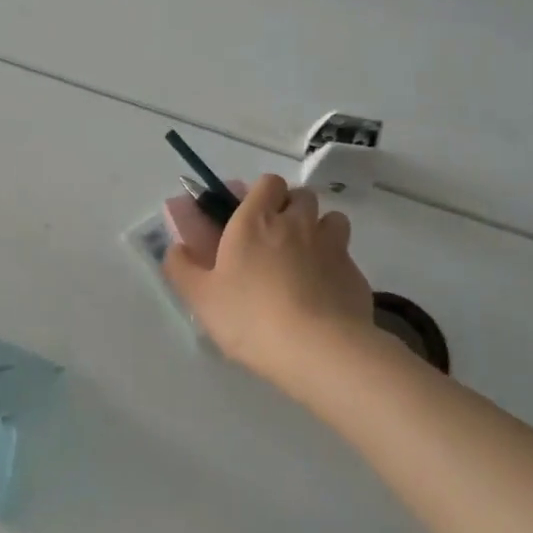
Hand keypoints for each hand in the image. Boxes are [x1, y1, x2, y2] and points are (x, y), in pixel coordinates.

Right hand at [163, 174, 376, 394]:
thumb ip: (182, 268)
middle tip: (276, 237)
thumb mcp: (201, 297)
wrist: (318, 350)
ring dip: (320, 230)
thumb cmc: (250, 317)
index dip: (262, 193)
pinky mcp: (356, 273)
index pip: (268, 182)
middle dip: (291, 208)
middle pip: (302, 195)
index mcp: (255, 221)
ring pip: (332, 220)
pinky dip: (336, 265)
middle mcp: (296, 223)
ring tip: (307, 258)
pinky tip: (324, 292)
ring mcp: (332, 246)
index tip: (251, 214)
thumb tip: (176, 249)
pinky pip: (346, 256)